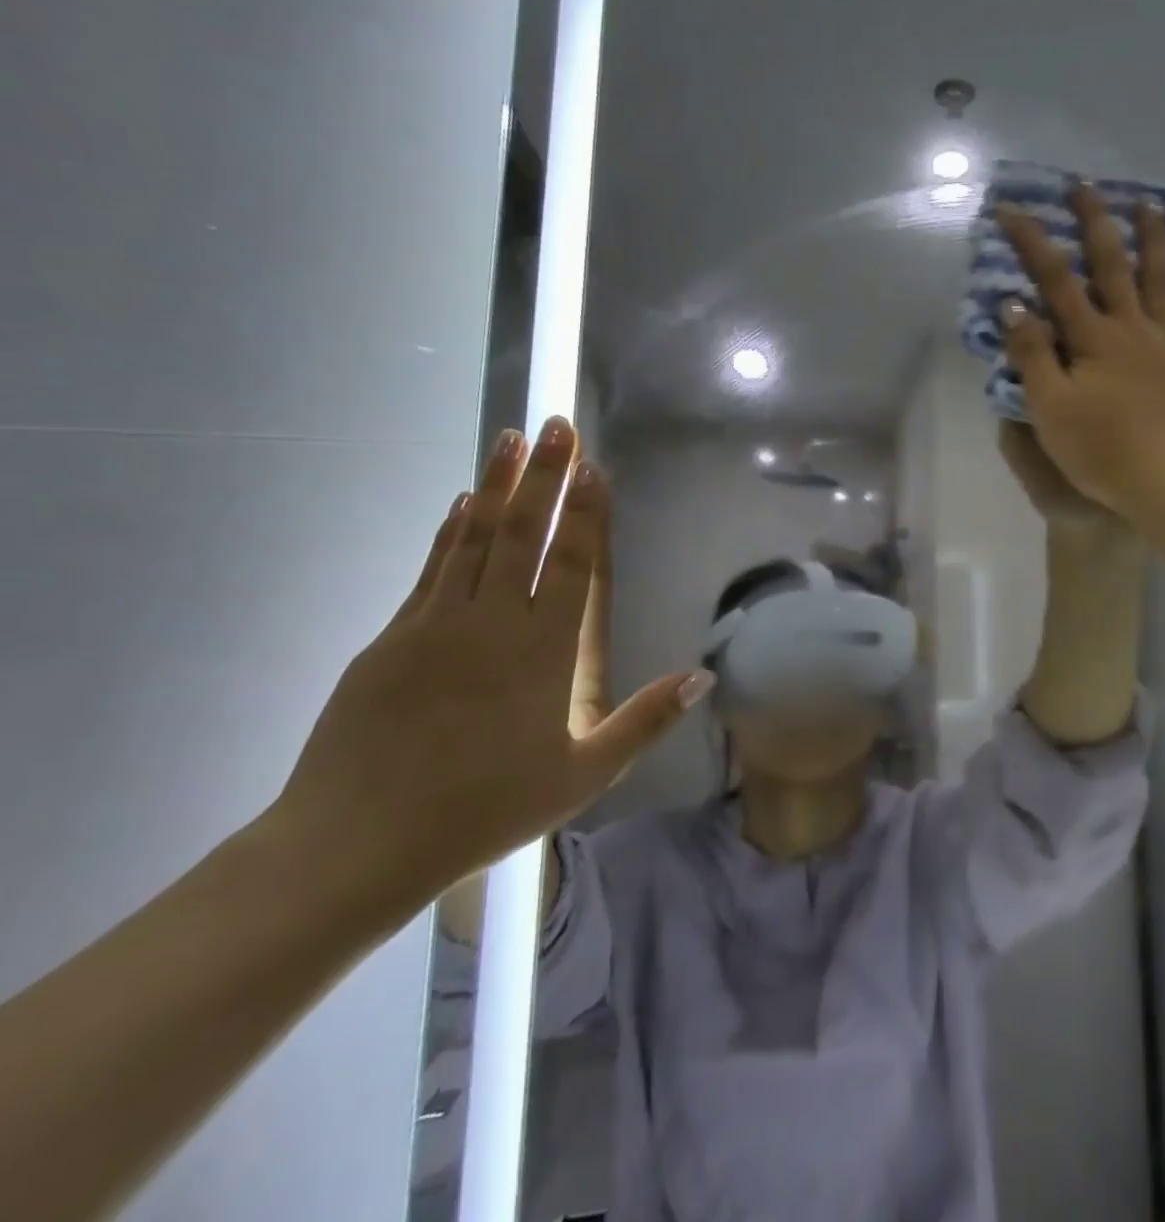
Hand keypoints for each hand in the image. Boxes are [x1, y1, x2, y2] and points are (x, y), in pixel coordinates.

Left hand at [269, 417, 711, 907]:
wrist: (355, 844)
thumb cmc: (483, 810)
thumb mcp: (583, 776)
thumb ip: (645, 721)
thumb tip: (704, 676)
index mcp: (544, 654)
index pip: (572, 566)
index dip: (586, 514)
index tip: (595, 469)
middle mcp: (493, 625)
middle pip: (524, 535)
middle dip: (544, 476)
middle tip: (557, 425)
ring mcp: (436, 625)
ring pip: (474, 538)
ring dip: (496, 485)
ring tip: (511, 438)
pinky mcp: (392, 637)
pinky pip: (433, 567)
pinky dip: (451, 529)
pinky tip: (462, 503)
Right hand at [995, 183, 1164, 522]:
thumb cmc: (1103, 452)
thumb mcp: (1051, 410)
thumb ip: (1033, 356)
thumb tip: (1014, 305)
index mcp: (1092, 340)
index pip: (1056, 281)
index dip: (1032, 242)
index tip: (1012, 209)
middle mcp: (1132, 329)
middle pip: (1112, 265)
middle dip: (1096, 222)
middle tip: (1086, 184)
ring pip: (1162, 280)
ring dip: (1155, 239)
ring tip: (1151, 204)